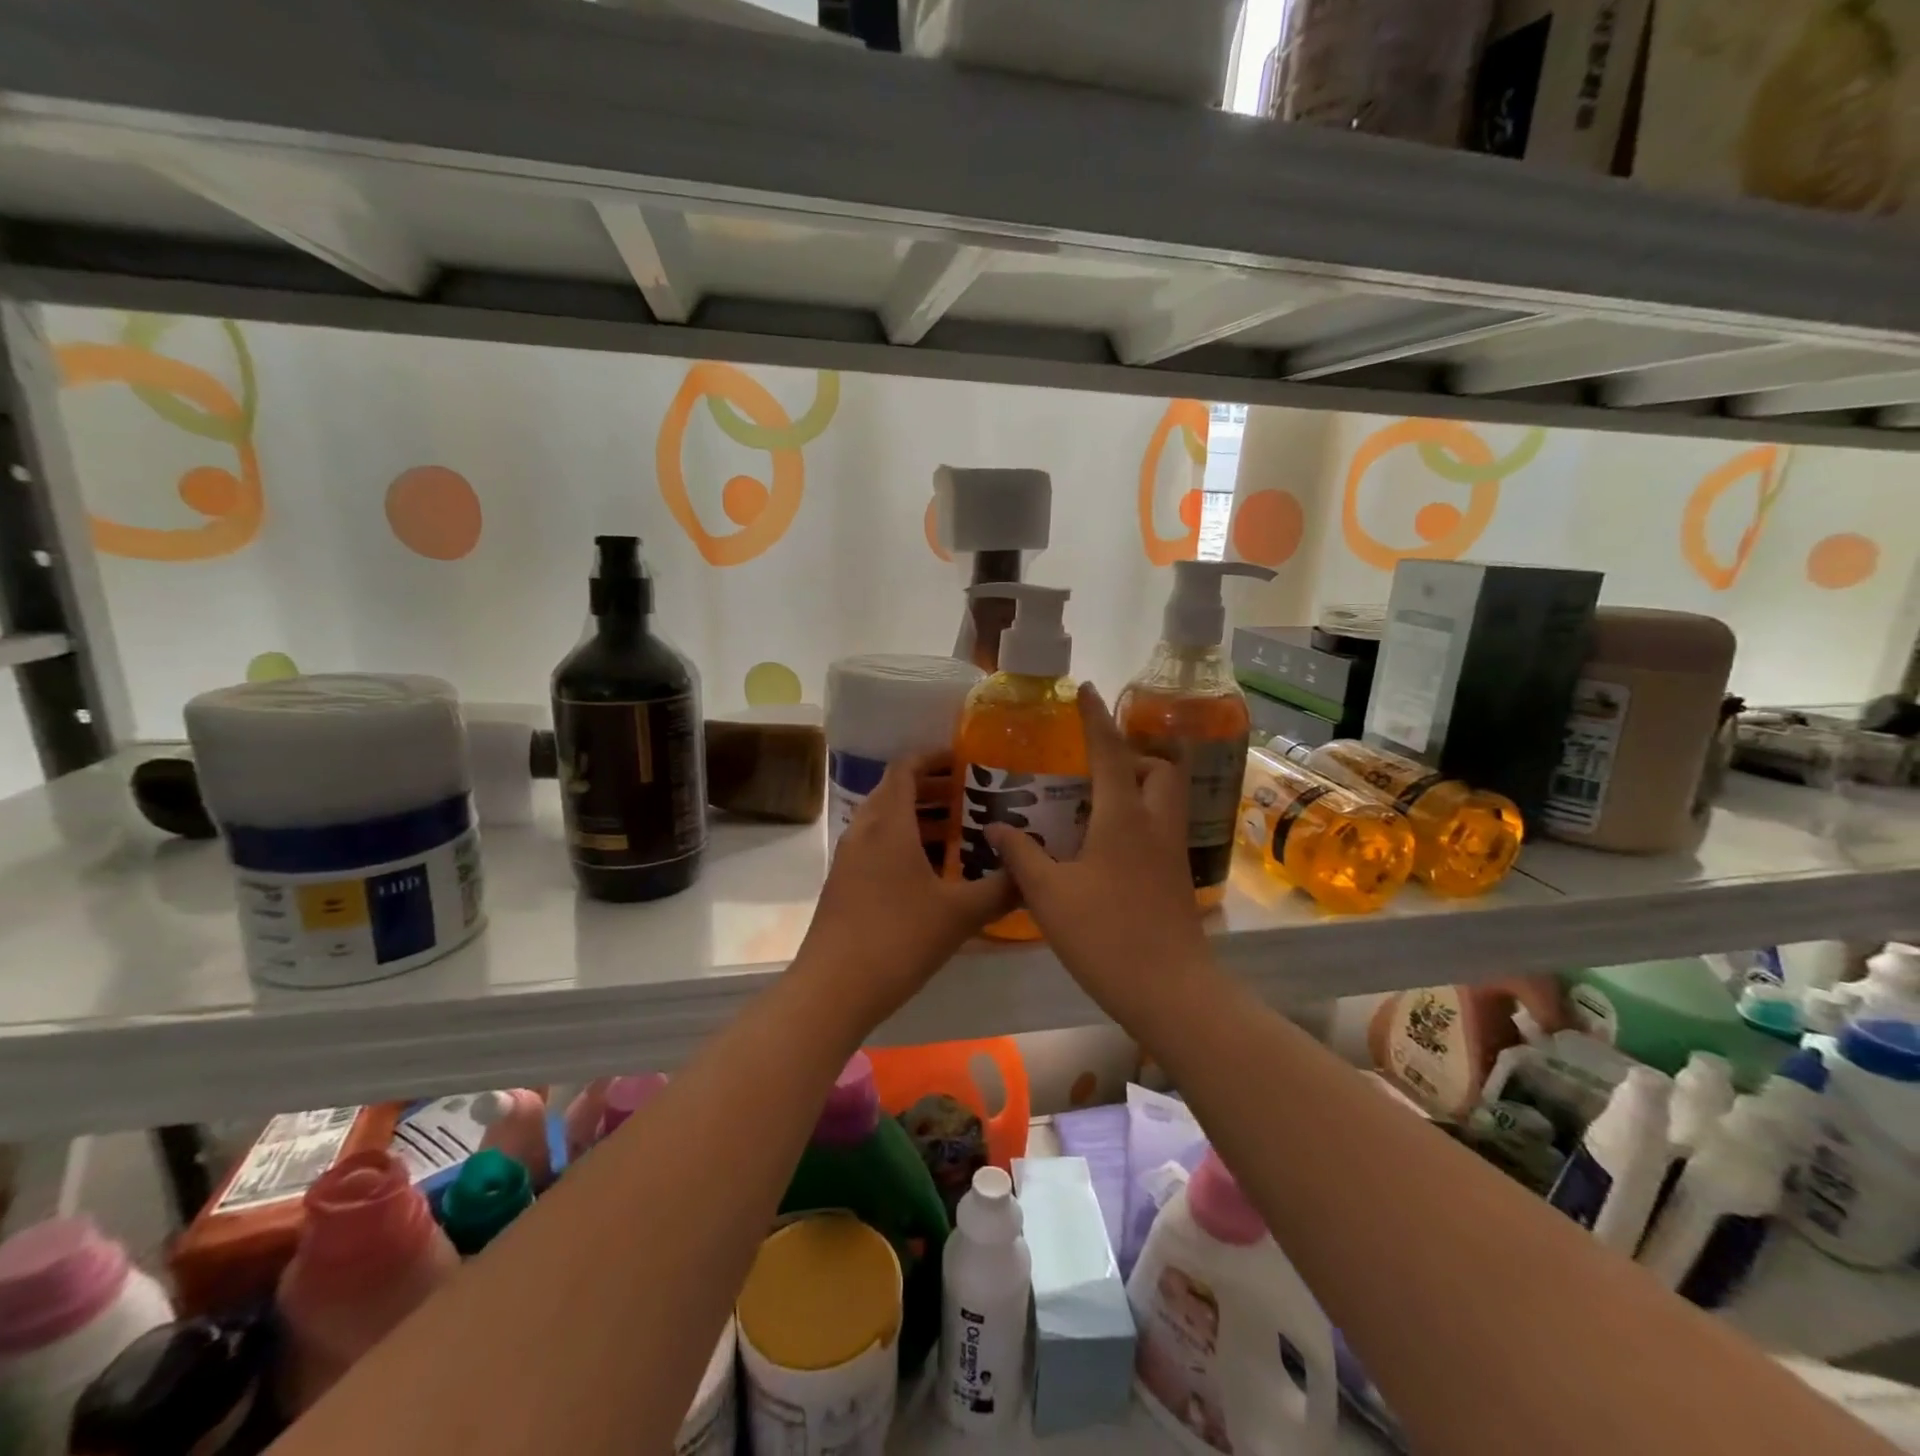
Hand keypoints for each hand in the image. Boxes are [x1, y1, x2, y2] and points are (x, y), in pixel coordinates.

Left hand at [797, 752, 1015, 1022]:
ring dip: (920, 819)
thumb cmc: (898, 938)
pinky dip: (905, 845)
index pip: (906, 768)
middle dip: (933, 789)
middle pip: (896, 792)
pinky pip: (878, 847)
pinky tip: (935, 874)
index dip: (934, 758)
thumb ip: (1001, 888)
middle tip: (973, 797)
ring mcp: (850, 859)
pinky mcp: (845, 884)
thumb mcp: (960, 914)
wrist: (833, 989)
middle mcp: (864, 831)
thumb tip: (1032, 872)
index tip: (966, 761)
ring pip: (886, 822)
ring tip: (961, 833)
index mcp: (888, 823)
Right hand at [985, 685, 1211, 1015]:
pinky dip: (1139, 818)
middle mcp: (1155, 824)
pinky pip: (1161, 827)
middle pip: (1158, 769)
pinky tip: (1106, 846)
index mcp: (1124, 817)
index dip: (1095, 718)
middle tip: (1094, 767)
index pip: (1110, 751)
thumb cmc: (1105, 935)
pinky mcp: (1176, 878)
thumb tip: (995, 826)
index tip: (1085, 691)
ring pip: (1165, 799)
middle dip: (1131, 755)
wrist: (1170, 990)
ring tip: (1095, 803)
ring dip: (1138, 786)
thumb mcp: (1048, 895)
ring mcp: (1171, 852)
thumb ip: (1020, 855)